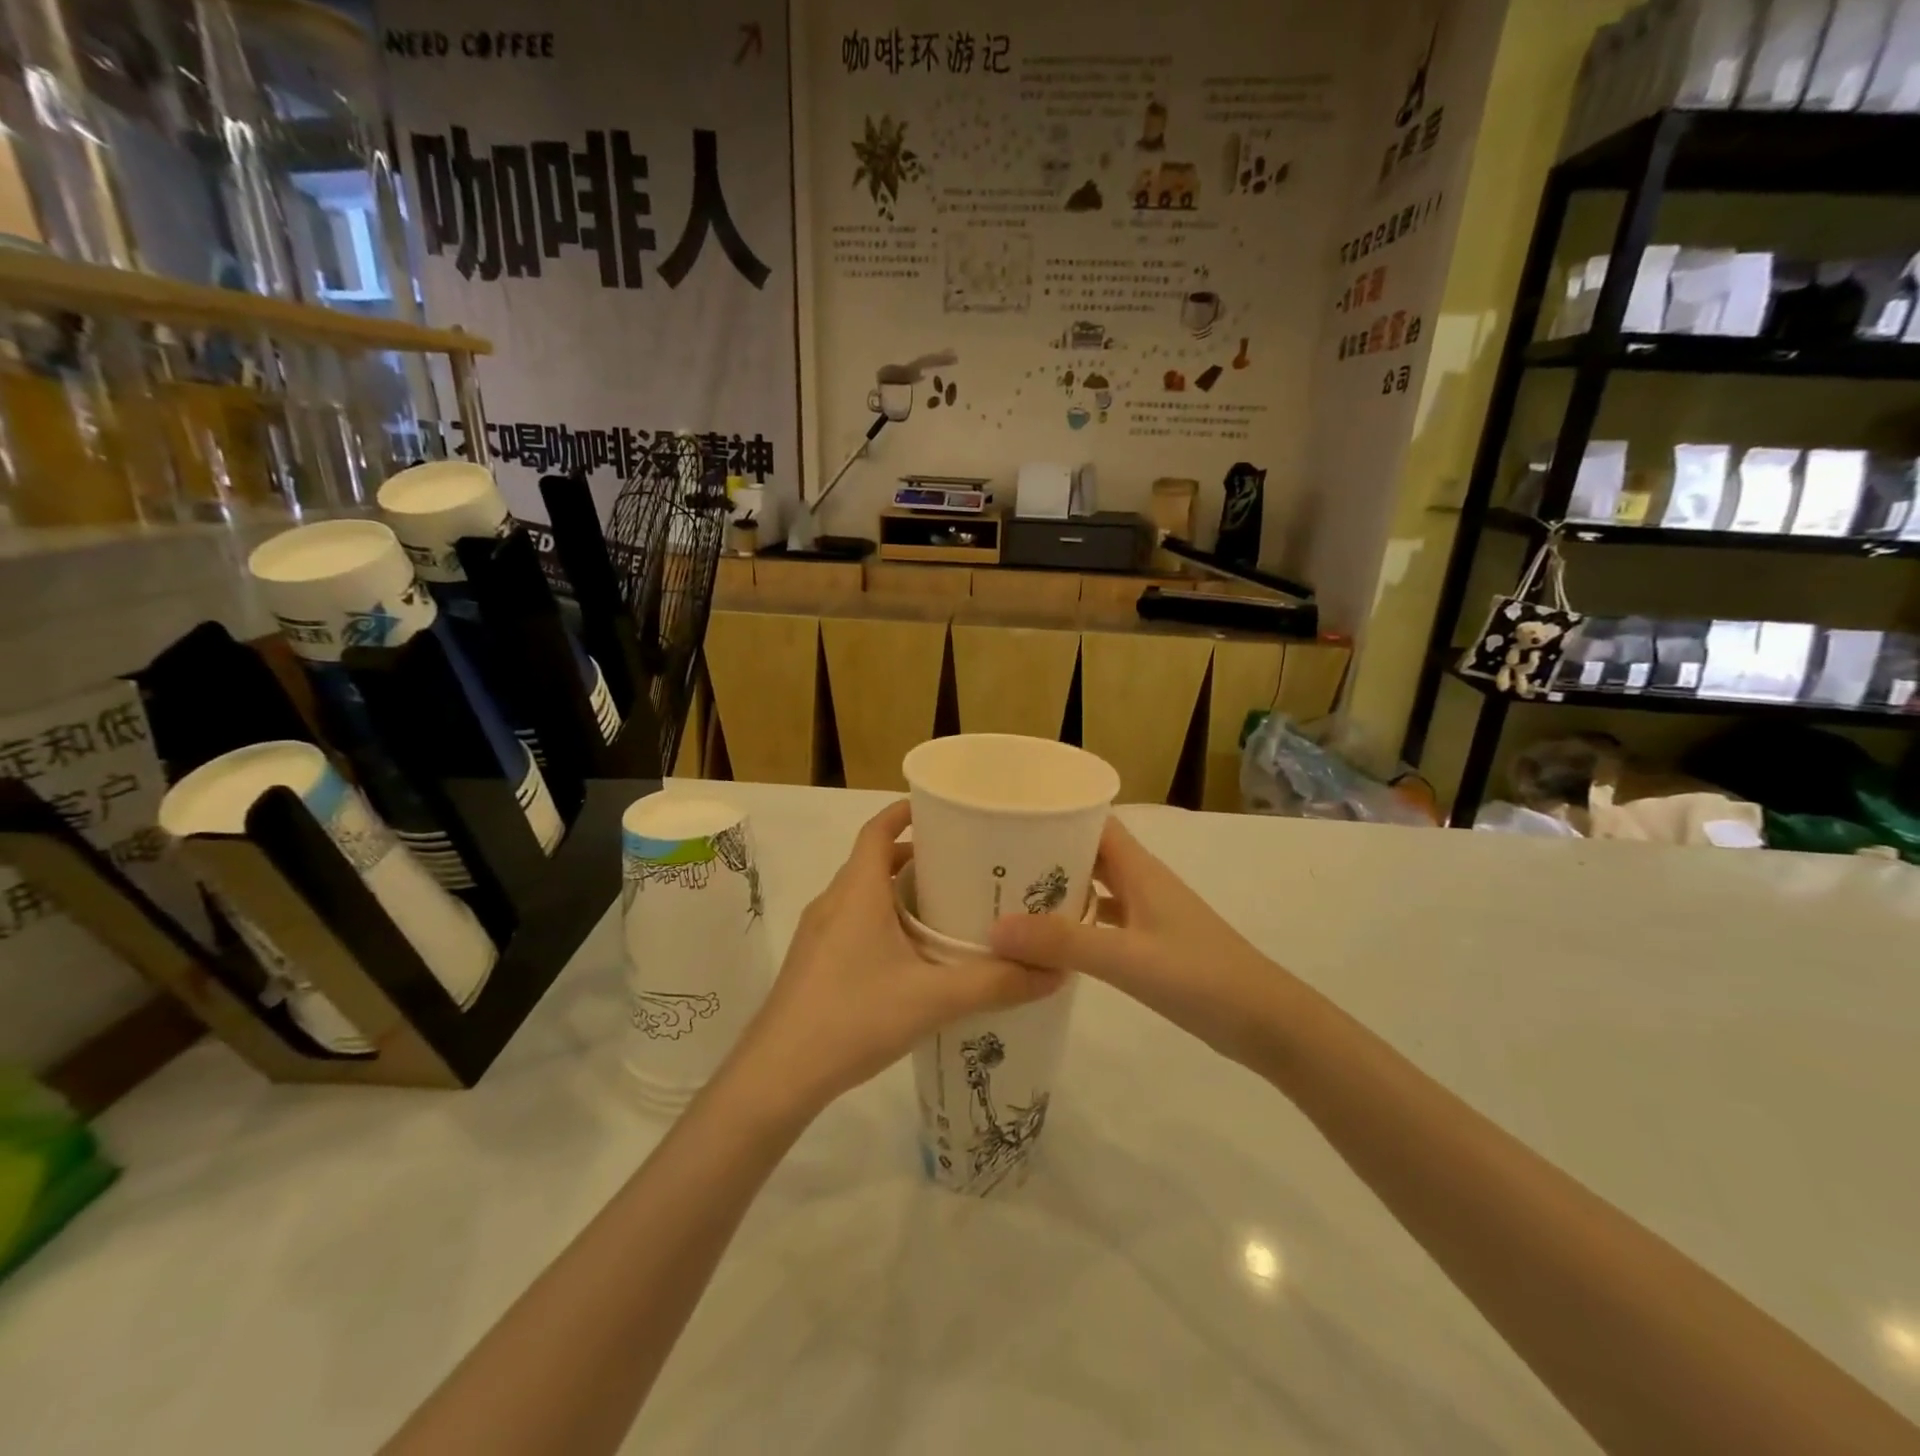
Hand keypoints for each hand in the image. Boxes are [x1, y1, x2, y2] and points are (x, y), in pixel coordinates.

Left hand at [729, 800, 1065, 1119]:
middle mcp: (833, 902)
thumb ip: (996, 984)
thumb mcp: (934, 999)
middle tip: (963, 868)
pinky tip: (912, 960)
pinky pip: (854, 924)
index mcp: (857, 891)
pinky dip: (884, 923)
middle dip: (915, 858)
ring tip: (946, 912)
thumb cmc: (853, 1017)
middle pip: (874, 861)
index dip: (905, 812)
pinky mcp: (813, 964)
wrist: (777, 1076)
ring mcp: (818, 934)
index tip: (942, 811)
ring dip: (899, 894)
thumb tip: (1054, 971)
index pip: (877, 829)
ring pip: (863, 896)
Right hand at [989, 816, 1286, 1067]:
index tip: (1010, 819)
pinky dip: (1077, 924)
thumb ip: (1062, 943)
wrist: (1267, 1022)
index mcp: (1138, 868)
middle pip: (1088, 853)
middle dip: (1046, 854)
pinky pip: (1104, 921)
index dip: (1055, 814)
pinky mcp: (1151, 943)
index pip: (1093, 821)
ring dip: (1059, 890)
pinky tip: (1049, 943)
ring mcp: (1148, 913)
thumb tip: (994, 929)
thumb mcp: (1126, 958)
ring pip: (1095, 888)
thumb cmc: (1200, 977)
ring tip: (1011, 900)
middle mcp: (1141, 882)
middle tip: (995, 864)